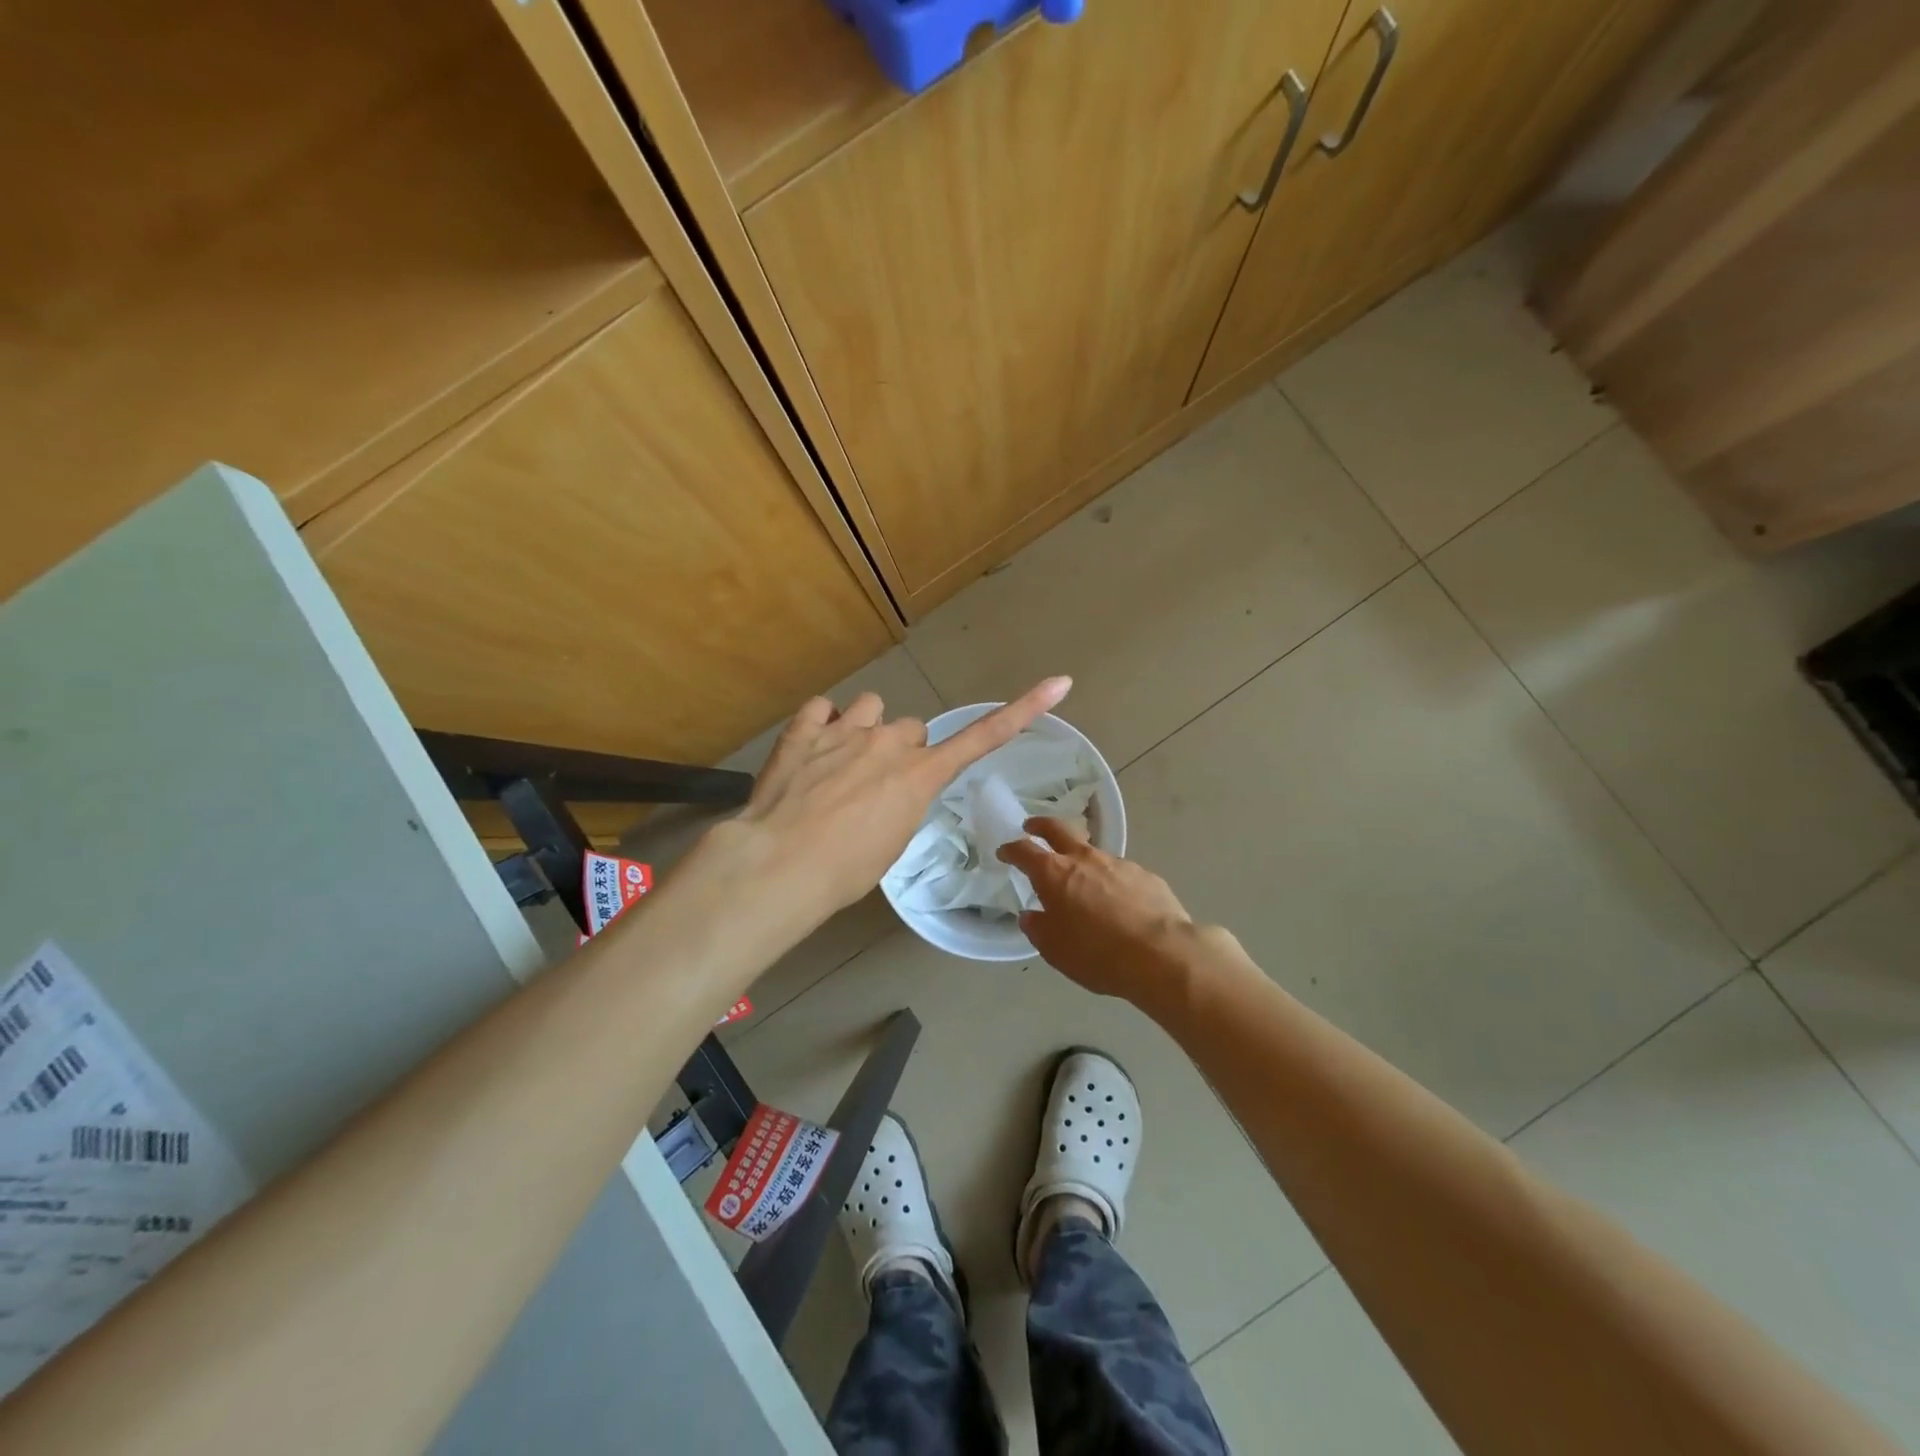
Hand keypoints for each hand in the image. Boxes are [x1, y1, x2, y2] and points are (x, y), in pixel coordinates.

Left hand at [701, 678, 1072, 937]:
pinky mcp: (805, 729)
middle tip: (874, 786)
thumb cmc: (844, 872)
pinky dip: (821, 724)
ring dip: (863, 729)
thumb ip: (900, 805)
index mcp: (919, 776)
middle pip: (911, 729)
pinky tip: (810, 749)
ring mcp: (845, 730)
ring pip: (871, 707)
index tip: (1057, 683)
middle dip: (899, 750)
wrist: (781, 864)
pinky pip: (823, 707)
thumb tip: (887, 794)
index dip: (1021, 711)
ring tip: (841, 762)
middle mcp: (889, 742)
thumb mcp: (889, 845)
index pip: (981, 739)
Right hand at [998, 818, 1205, 1010]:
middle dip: (1041, 825)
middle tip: (1032, 826)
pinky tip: (1117, 901)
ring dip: (1080, 858)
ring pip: (1092, 851)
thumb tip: (1031, 915)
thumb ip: (1038, 928)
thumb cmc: (1097, 954)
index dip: (1011, 849)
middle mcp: (1085, 859)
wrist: (1162, 954)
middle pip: (1058, 829)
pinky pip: (1120, 872)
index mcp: (1055, 874)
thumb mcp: (1055, 950)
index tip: (1004, 851)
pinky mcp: (1145, 875)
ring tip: (1080, 878)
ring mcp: (1118, 863)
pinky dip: (1110, 880)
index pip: (1025, 851)